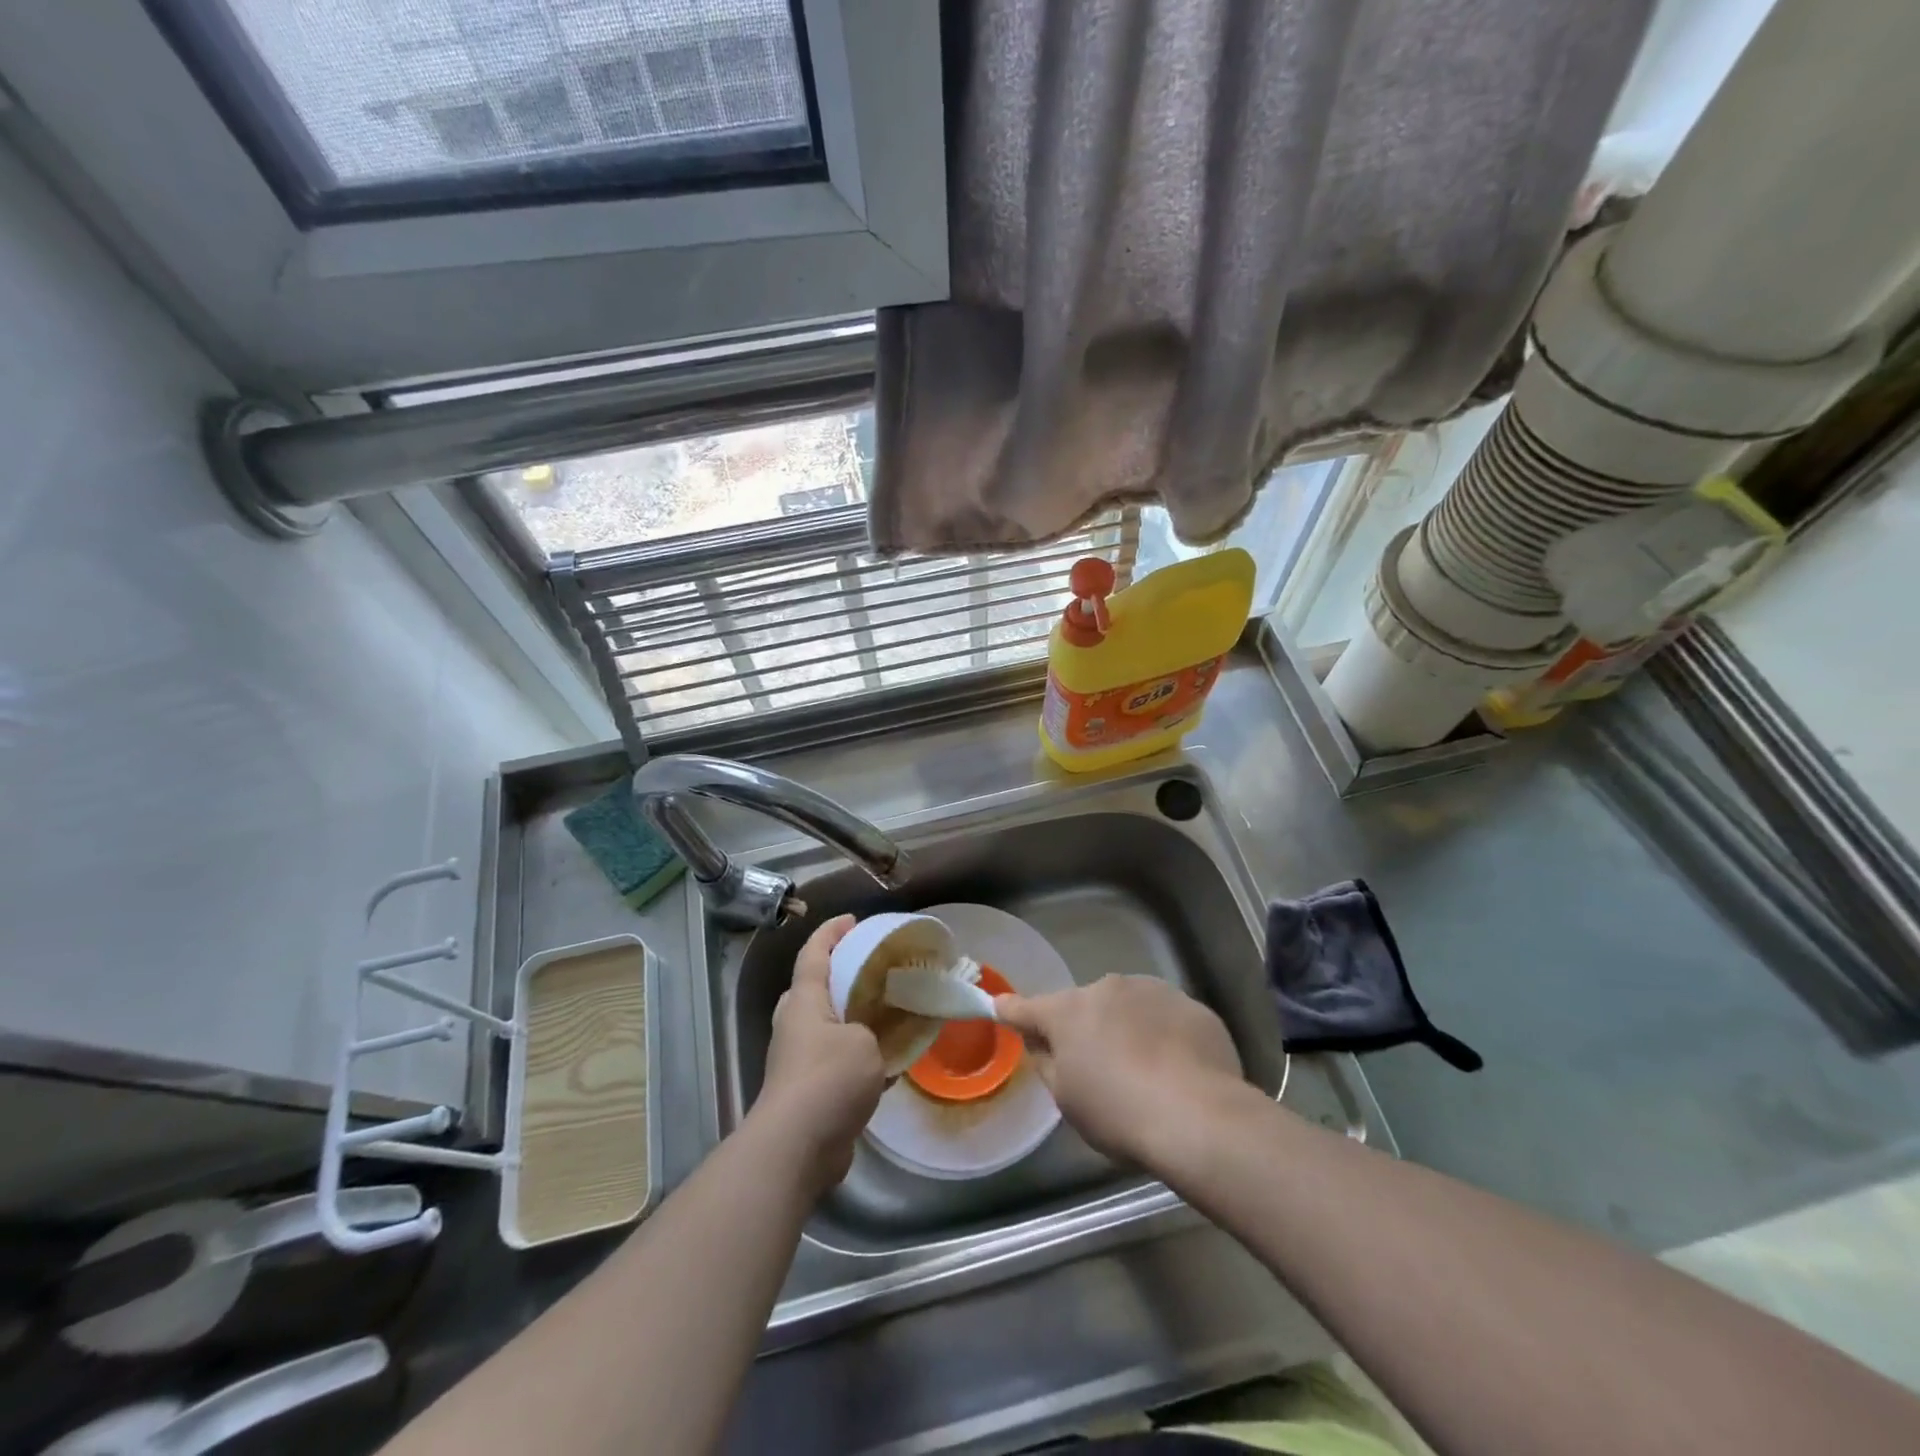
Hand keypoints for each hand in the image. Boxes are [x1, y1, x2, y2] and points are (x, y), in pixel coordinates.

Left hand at [754, 914, 886, 1191]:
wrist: (797, 1146)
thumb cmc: (829, 1079)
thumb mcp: (864, 1042)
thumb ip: (872, 1029)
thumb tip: (872, 1039)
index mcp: (804, 1002)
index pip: (814, 953)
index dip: (831, 932)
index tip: (852, 919)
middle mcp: (796, 1025)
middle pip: (814, 988)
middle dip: (839, 974)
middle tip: (873, 969)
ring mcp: (799, 1060)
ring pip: (827, 1026)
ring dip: (852, 1017)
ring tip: (887, 1011)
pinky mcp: (809, 1091)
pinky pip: (836, 1059)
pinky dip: (860, 1055)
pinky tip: (890, 1060)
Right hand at [995, 975, 1245, 1167]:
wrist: (1198, 1116)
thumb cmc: (1118, 1113)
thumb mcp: (1067, 1100)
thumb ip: (1049, 1063)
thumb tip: (1043, 1044)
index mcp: (1068, 1011)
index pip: (1028, 1008)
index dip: (1012, 1011)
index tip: (1000, 1006)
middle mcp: (1107, 987)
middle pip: (1086, 1006)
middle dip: (1087, 1027)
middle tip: (1099, 1067)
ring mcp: (1153, 990)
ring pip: (1129, 1007)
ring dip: (1128, 1027)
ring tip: (1146, 1071)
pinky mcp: (1191, 1005)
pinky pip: (1167, 1018)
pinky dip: (1165, 1036)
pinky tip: (1178, 1069)